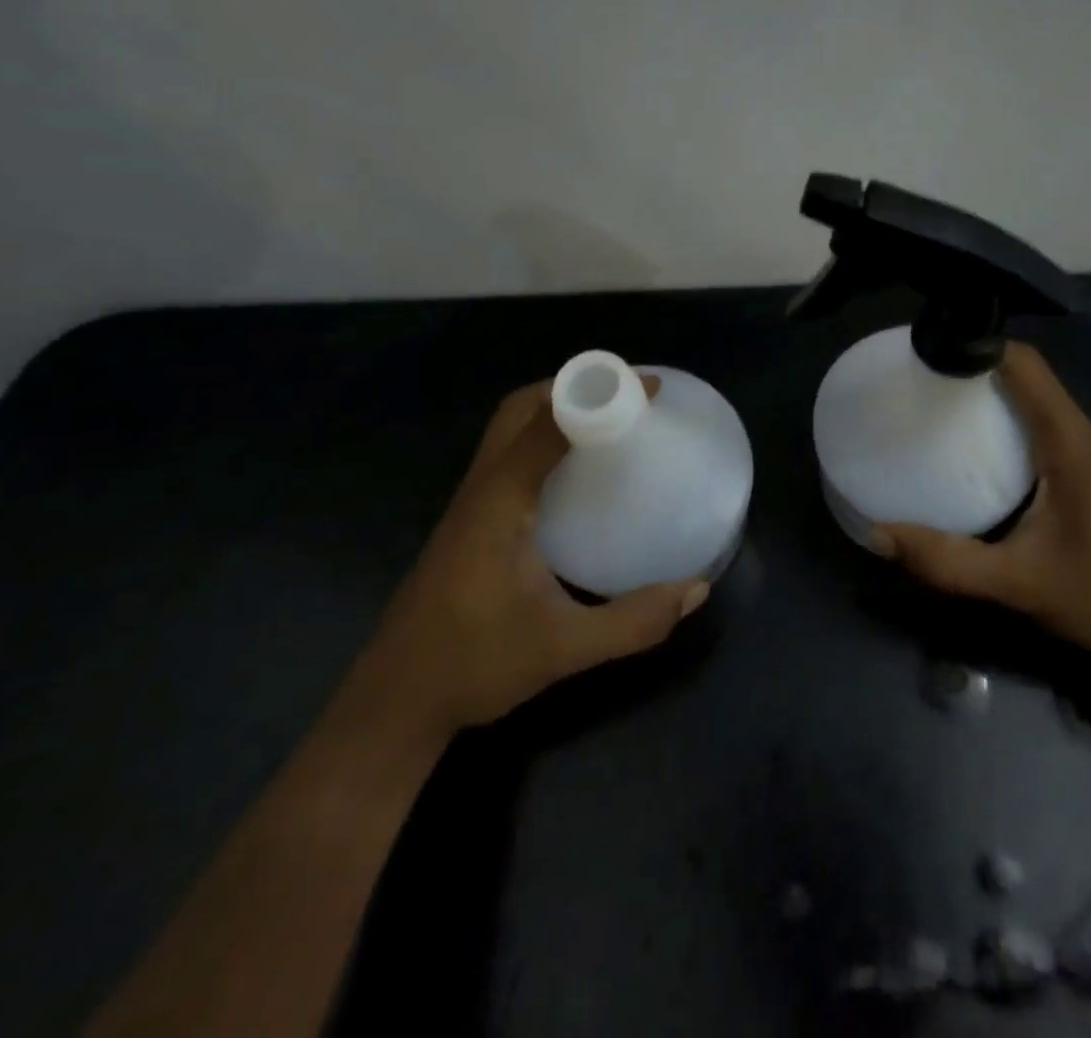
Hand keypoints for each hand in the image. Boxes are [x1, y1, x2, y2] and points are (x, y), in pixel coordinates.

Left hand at [349, 378, 709, 738]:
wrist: (394, 703)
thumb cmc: (474, 666)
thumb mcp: (564, 650)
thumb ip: (634, 622)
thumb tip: (697, 589)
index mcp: (499, 502)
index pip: (547, 423)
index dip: (598, 395)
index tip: (649, 388)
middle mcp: (481, 489)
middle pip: (519, 409)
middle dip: (573, 387)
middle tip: (628, 397)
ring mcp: (469, 503)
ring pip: (508, 429)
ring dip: (555, 409)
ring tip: (610, 421)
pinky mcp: (469, 520)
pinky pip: (507, 455)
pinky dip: (543, 438)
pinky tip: (575, 472)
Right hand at [870, 343, 1090, 658]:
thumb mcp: (1021, 584)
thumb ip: (950, 562)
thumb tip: (879, 535)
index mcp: (1070, 443)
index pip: (1025, 365)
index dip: (978, 346)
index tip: (928, 354)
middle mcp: (1082, 436)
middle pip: (1026, 376)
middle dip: (974, 369)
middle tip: (919, 384)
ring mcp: (1090, 454)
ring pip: (1035, 402)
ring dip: (990, 396)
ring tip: (936, 410)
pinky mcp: (1090, 474)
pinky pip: (1042, 428)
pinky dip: (1006, 423)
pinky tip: (976, 455)